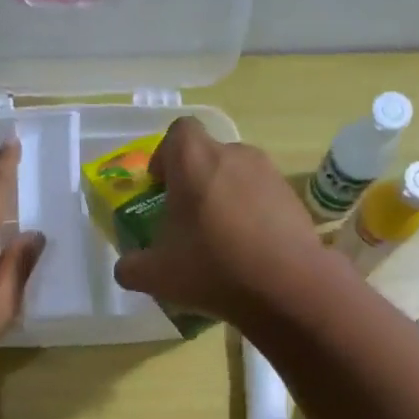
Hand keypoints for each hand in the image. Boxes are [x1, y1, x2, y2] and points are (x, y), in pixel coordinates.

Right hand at [112, 117, 337, 324]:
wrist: (286, 285)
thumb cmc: (211, 268)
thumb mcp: (155, 275)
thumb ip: (131, 267)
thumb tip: (126, 266)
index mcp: (194, 160)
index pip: (177, 132)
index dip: (165, 156)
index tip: (160, 188)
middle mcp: (233, 154)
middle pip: (208, 156)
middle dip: (194, 183)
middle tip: (187, 222)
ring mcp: (268, 173)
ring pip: (237, 177)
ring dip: (224, 199)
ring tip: (220, 241)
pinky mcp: (293, 197)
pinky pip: (262, 198)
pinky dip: (252, 216)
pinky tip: (249, 252)